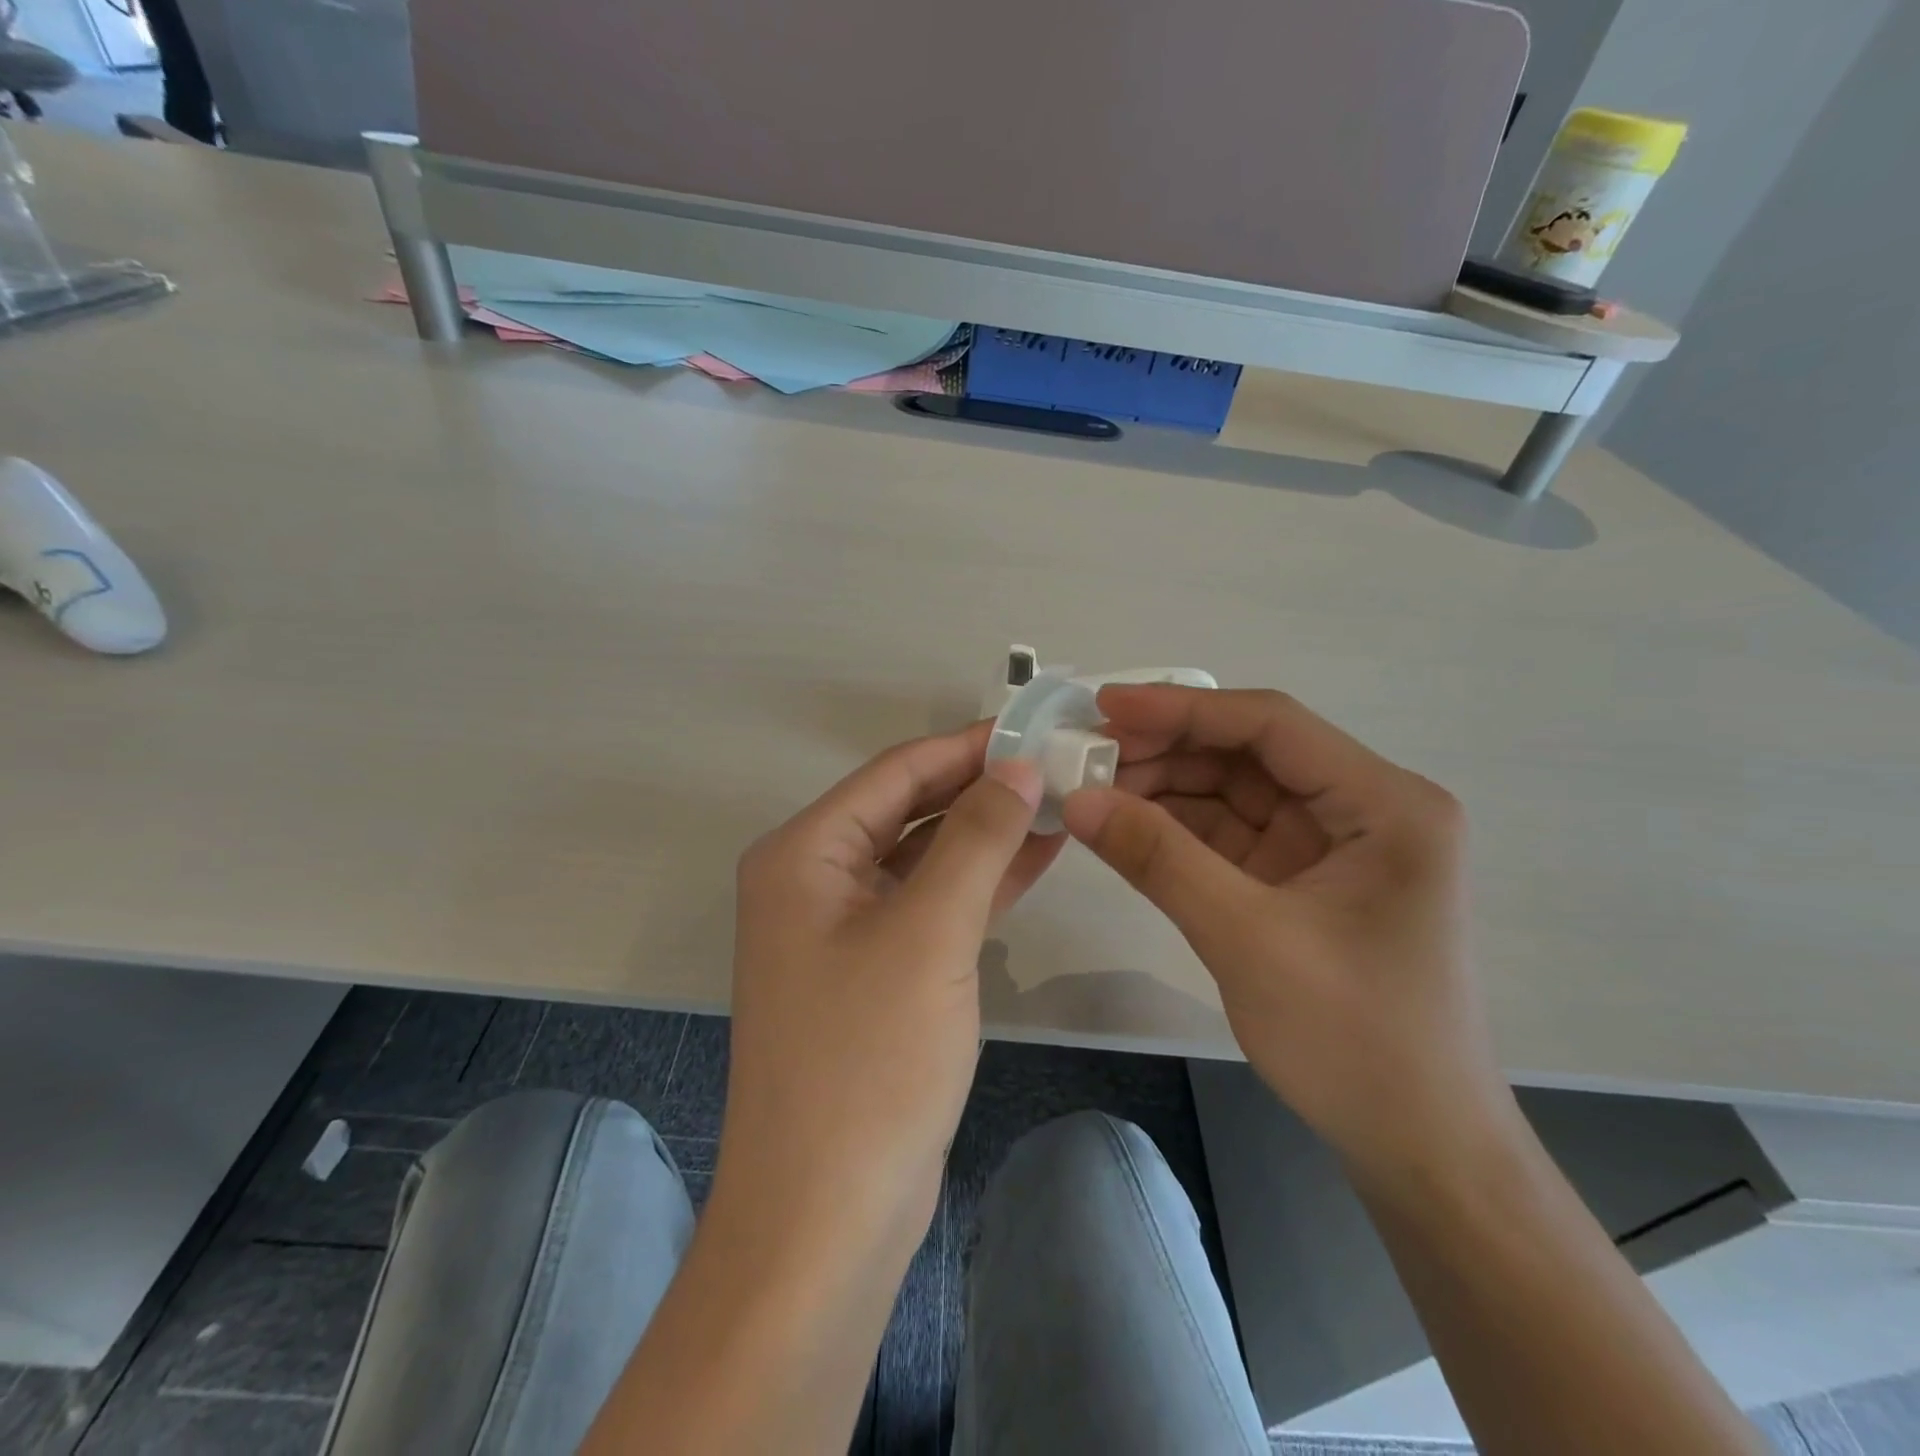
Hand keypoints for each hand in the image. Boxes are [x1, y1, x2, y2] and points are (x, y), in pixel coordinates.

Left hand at [717, 722, 1062, 1244]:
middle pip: (907, 809)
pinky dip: (978, 882)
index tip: (1035, 729)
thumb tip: (1017, 767)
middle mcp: (813, 879)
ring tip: (1059, 803)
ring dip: (986, 833)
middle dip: (980, 789)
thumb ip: (975, 838)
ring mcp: (842, 928)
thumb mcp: (929, 933)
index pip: (895, 772)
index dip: (967, 748)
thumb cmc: (868, 1060)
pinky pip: (929, 904)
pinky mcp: (874, 970)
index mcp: (804, 853)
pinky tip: (1035, 859)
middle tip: (1057, 766)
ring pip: (923, 857)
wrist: (827, 1216)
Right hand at [1062, 686, 1518, 1183]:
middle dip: (1168, 750)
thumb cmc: (1355, 1040)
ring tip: (1094, 790)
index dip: (1182, 708)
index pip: (1271, 725)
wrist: (1418, 1146)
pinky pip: (1232, 834)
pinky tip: (1126, 826)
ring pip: (1235, 791)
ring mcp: (1333, 845)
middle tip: (1087, 755)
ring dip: (1166, 788)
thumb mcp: (1246, 939)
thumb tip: (1078, 799)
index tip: (1105, 706)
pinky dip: (1179, 829)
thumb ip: (1159, 859)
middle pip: (1250, 754)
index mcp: (1384, 805)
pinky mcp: (1303, 879)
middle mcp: (1365, 809)